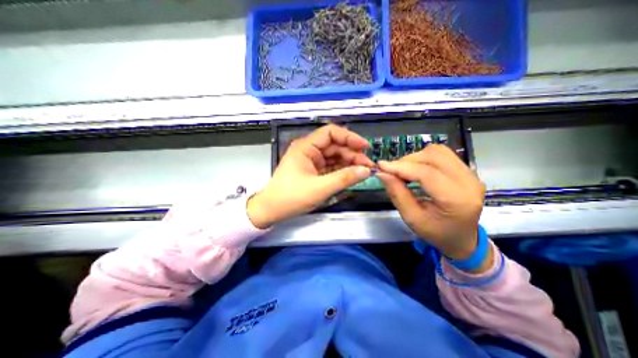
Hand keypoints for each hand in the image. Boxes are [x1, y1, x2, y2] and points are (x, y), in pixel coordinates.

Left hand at [244, 124, 374, 227]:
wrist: (272, 210)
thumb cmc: (291, 197)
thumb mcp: (319, 188)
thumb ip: (344, 178)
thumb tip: (366, 170)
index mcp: (306, 147)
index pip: (330, 133)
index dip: (349, 137)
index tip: (365, 147)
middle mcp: (309, 150)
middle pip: (335, 146)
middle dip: (352, 154)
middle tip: (368, 165)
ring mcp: (312, 161)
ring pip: (335, 156)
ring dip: (349, 163)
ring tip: (364, 171)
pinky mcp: (314, 171)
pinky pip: (331, 167)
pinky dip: (342, 170)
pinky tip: (353, 175)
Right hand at [377, 144, 489, 265]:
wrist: (462, 239)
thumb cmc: (436, 233)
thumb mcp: (412, 218)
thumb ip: (397, 194)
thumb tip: (382, 173)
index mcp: (457, 200)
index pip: (427, 174)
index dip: (401, 167)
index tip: (381, 166)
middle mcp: (469, 182)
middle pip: (433, 157)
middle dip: (407, 161)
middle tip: (392, 171)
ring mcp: (471, 174)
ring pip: (438, 151)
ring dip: (415, 158)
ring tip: (404, 171)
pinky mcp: (467, 171)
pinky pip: (442, 154)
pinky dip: (424, 158)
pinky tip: (416, 169)